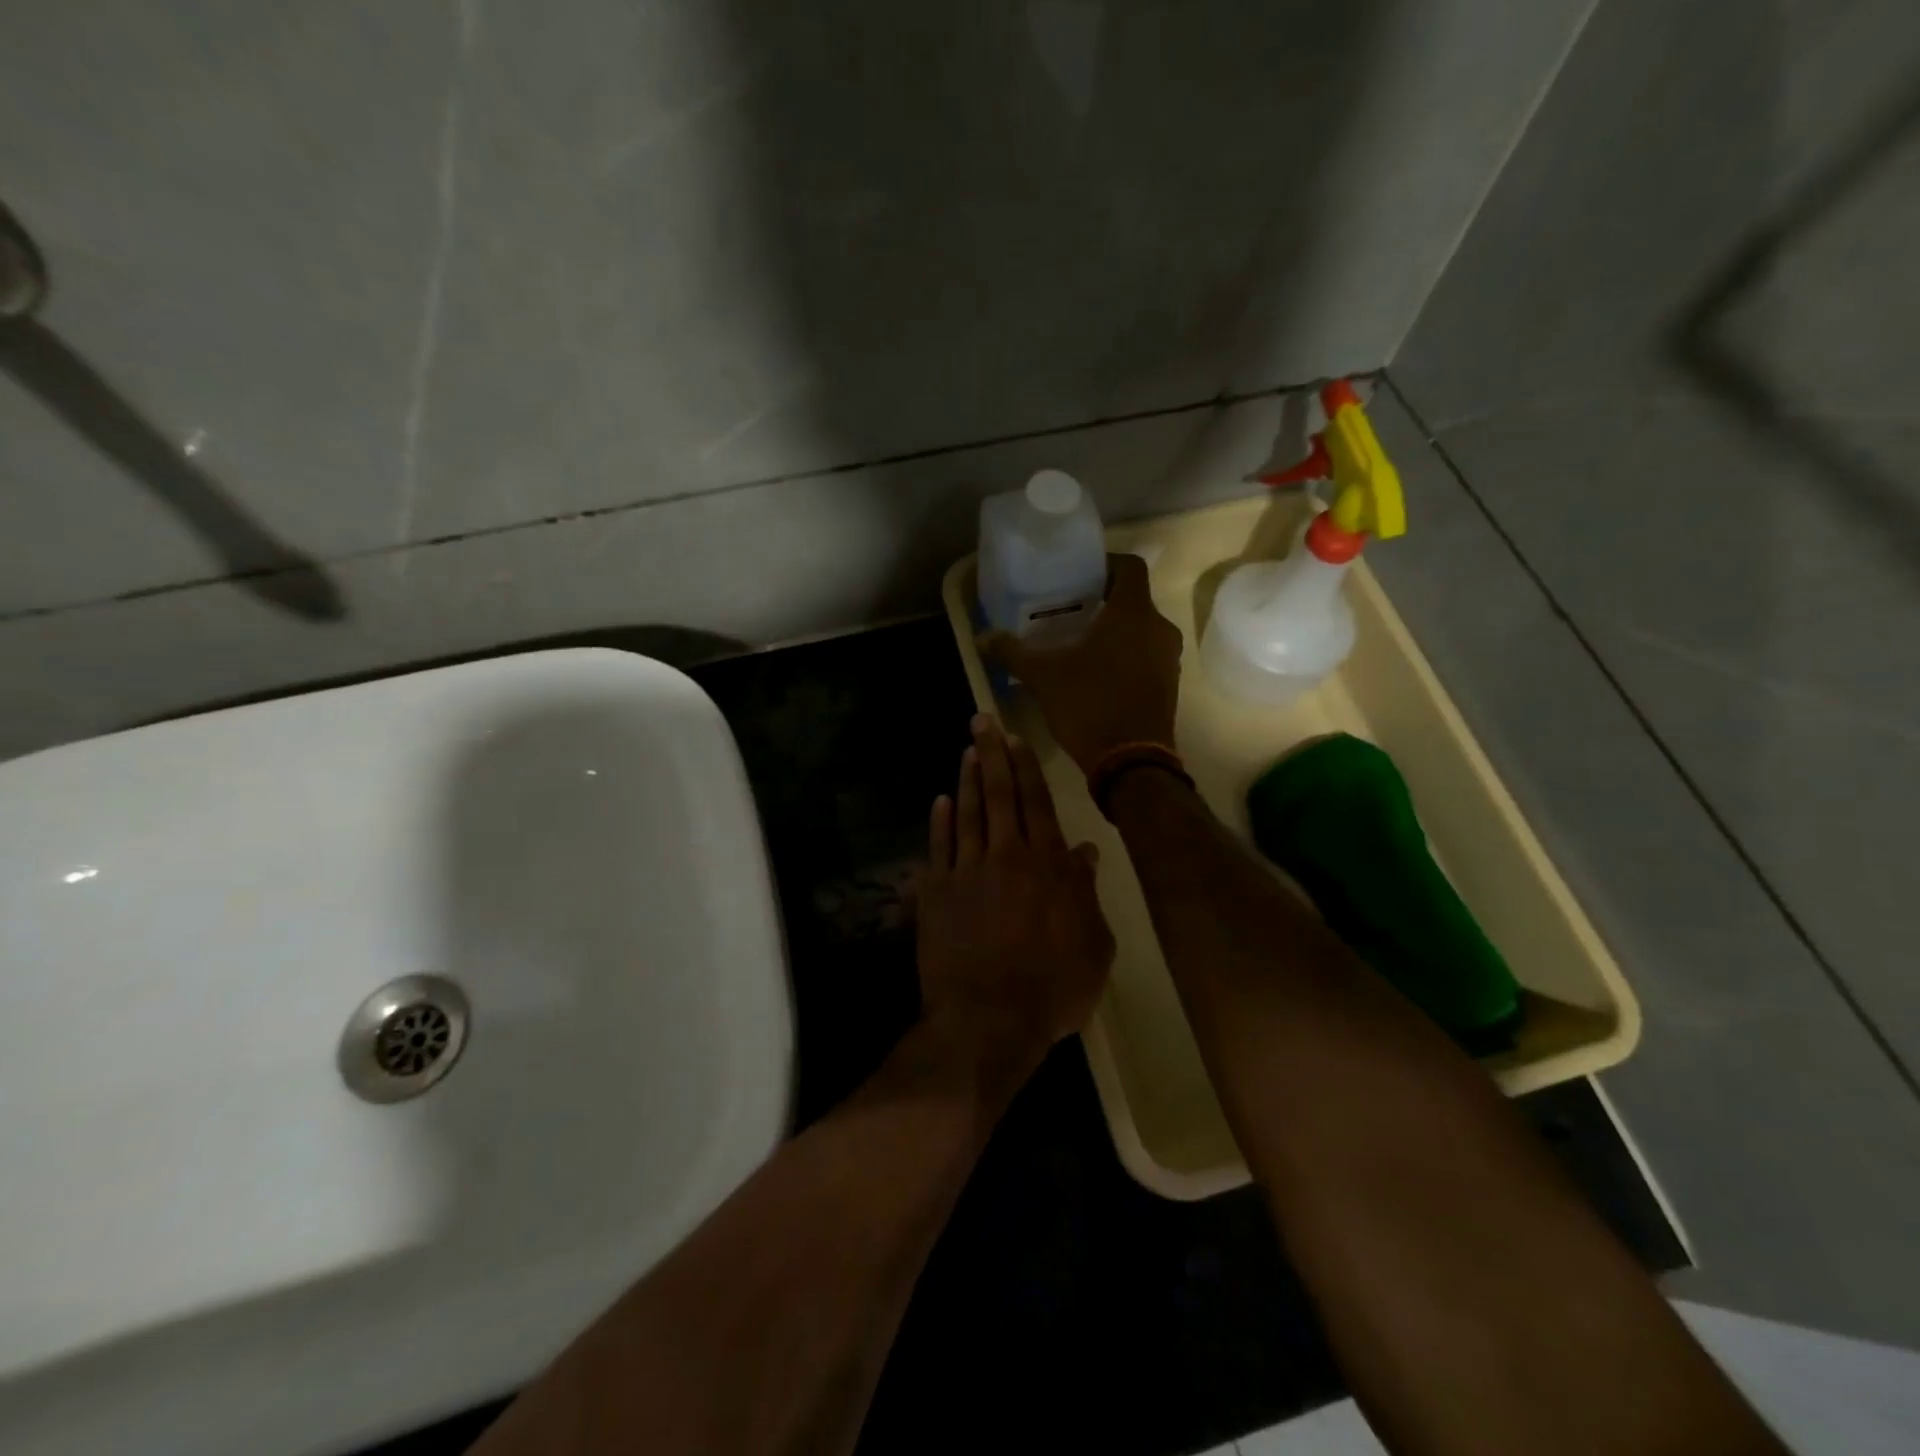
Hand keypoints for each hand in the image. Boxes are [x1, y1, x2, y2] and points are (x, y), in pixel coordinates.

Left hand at [916, 716, 1113, 1071]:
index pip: (1037, 803)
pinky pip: (938, 847)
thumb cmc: (1052, 988)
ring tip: (967, 751)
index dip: (1026, 768)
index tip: (1015, 739)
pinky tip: (940, 801)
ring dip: (968, 780)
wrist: (987, 1021)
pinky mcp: (936, 893)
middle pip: (999, 795)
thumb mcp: (1093, 946)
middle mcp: (1006, 856)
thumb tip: (1083, 853)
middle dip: (992, 754)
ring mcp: (966, 872)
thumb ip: (1086, 893)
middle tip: (981, 721)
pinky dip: (939, 821)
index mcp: (1047, 866)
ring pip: (967, 813)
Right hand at [983, 553, 1181, 774]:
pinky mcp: (1170, 686)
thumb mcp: (1042, 676)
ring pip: (1141, 631)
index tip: (1081, 576)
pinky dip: (1126, 657)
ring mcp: (1169, 659)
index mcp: (1133, 613)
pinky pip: (1147, 657)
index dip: (1107, 565)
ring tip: (1080, 645)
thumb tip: (983, 637)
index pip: (1130, 567)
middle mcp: (1159, 628)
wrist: (1131, 762)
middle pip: (1134, 601)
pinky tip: (1097, 675)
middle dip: (1104, 603)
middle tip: (1071, 613)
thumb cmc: (1089, 704)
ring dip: (1116, 632)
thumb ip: (1012, 651)